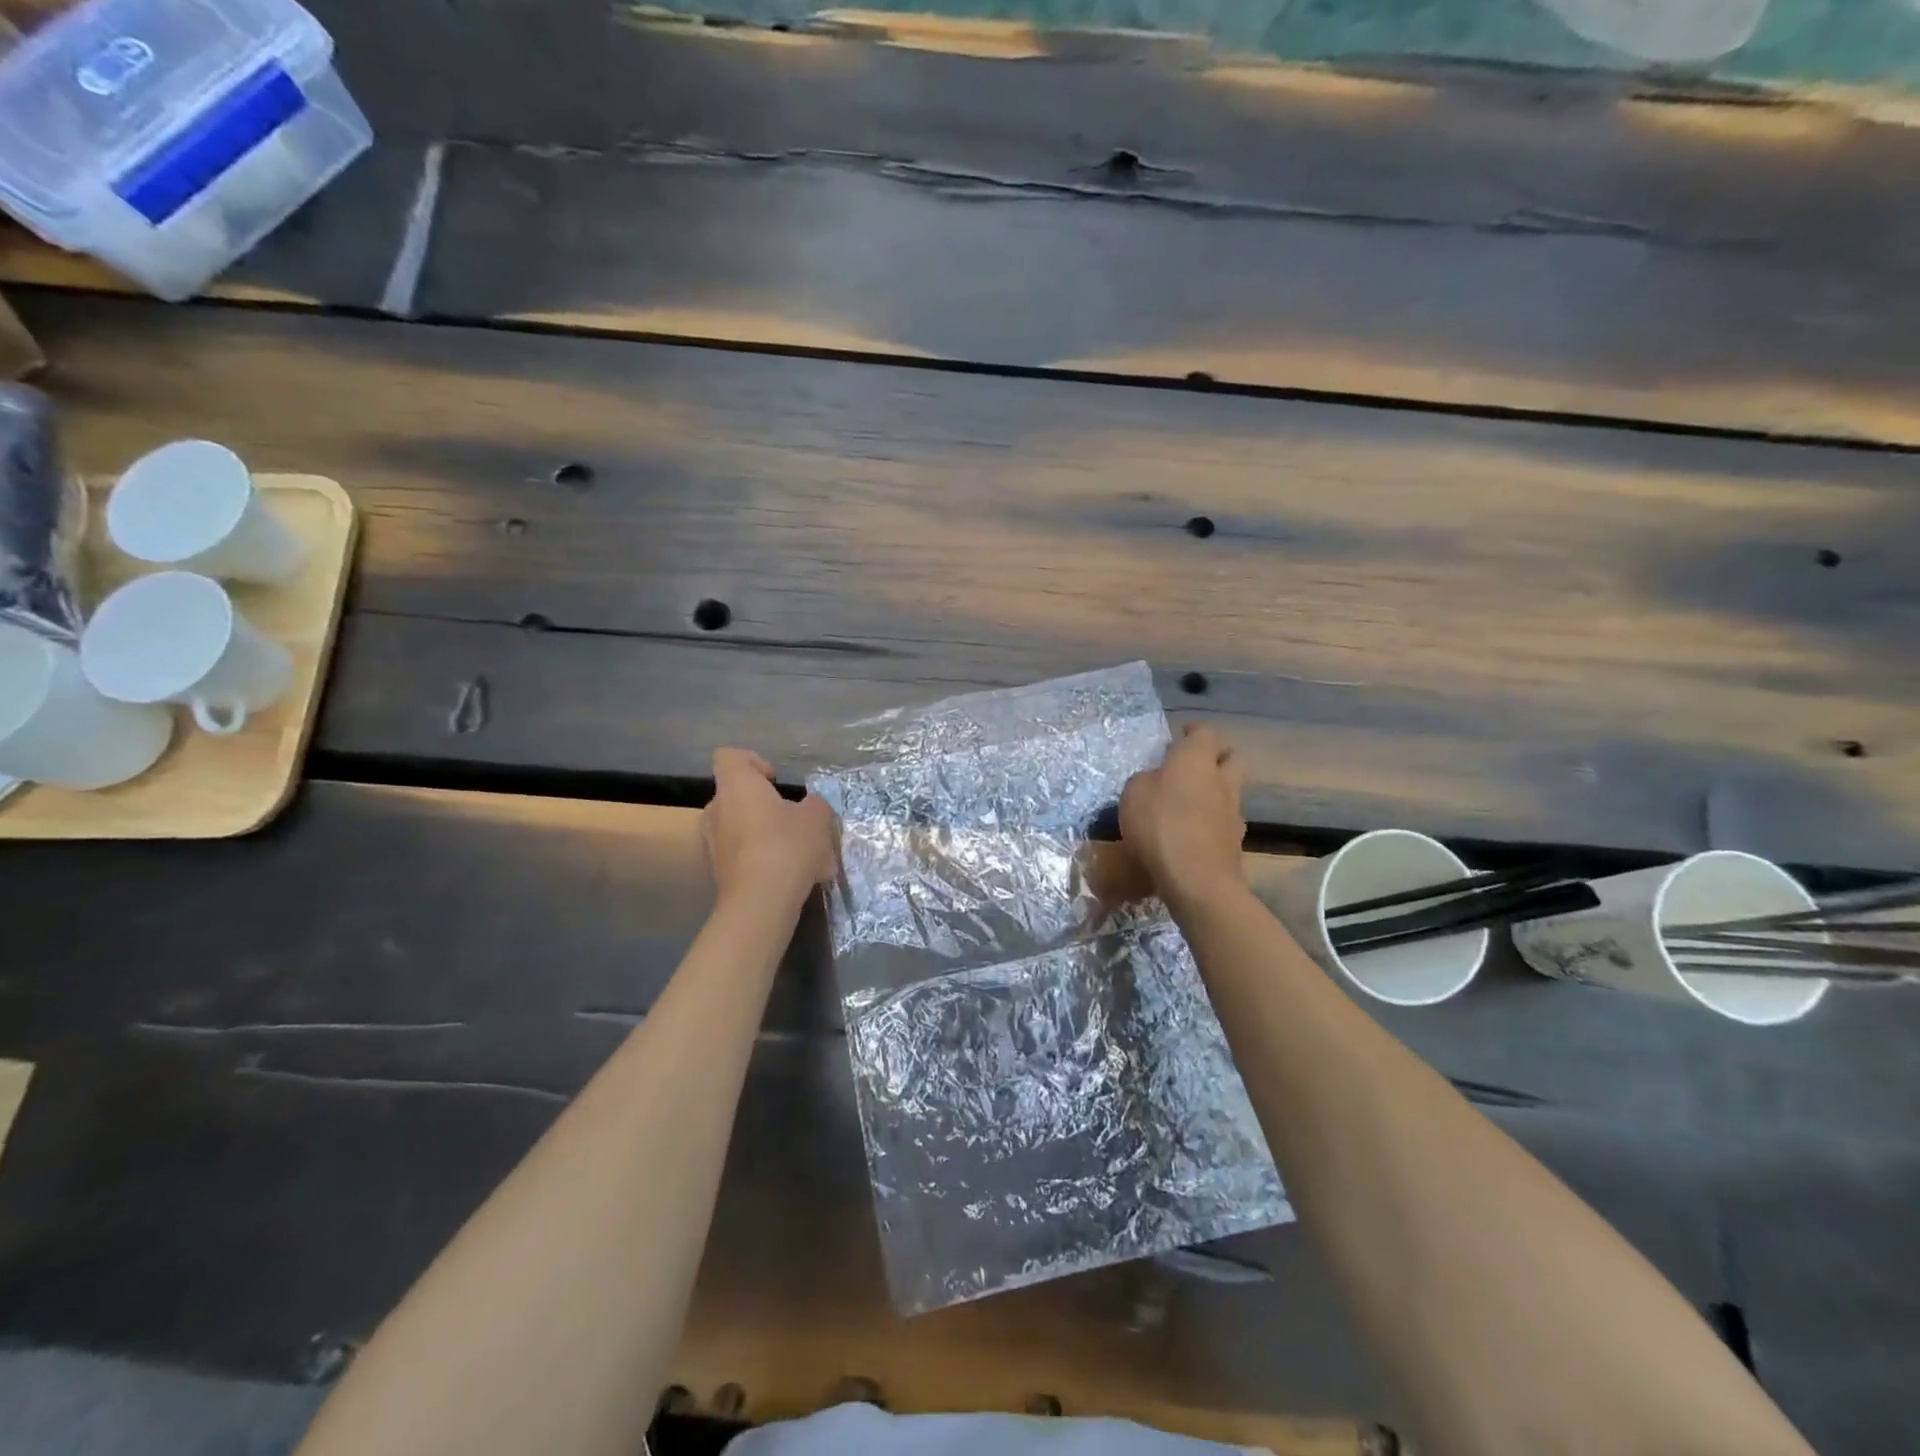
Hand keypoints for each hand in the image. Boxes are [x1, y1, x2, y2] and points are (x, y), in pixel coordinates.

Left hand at [703, 749, 837, 909]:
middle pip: (735, 795)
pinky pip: (742, 855)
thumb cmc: (787, 846)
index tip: (775, 781)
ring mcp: (713, 844)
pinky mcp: (719, 873)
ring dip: (764, 834)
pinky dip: (762, 860)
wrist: (761, 902)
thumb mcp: (817, 818)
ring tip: (797, 852)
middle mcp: (717, 811)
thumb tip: (809, 806)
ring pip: (739, 828)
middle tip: (791, 819)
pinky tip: (790, 876)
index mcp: (737, 787)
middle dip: (763, 805)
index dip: (753, 762)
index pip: (729, 757)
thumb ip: (814, 805)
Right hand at [1119, 724, 1247, 907]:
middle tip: (1194, 765)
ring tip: (1191, 803)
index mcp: (1196, 759)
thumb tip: (1156, 781)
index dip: (1193, 732)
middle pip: (1232, 757)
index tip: (1179, 736)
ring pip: (1231, 790)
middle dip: (1217, 756)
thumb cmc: (1160, 825)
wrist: (1197, 879)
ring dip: (1216, 791)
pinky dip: (1213, 821)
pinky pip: (1225, 821)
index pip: (1205, 732)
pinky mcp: (1236, 842)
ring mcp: (1234, 812)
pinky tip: (1194, 832)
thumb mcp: (1133, 794)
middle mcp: (1222, 780)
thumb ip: (1146, 780)